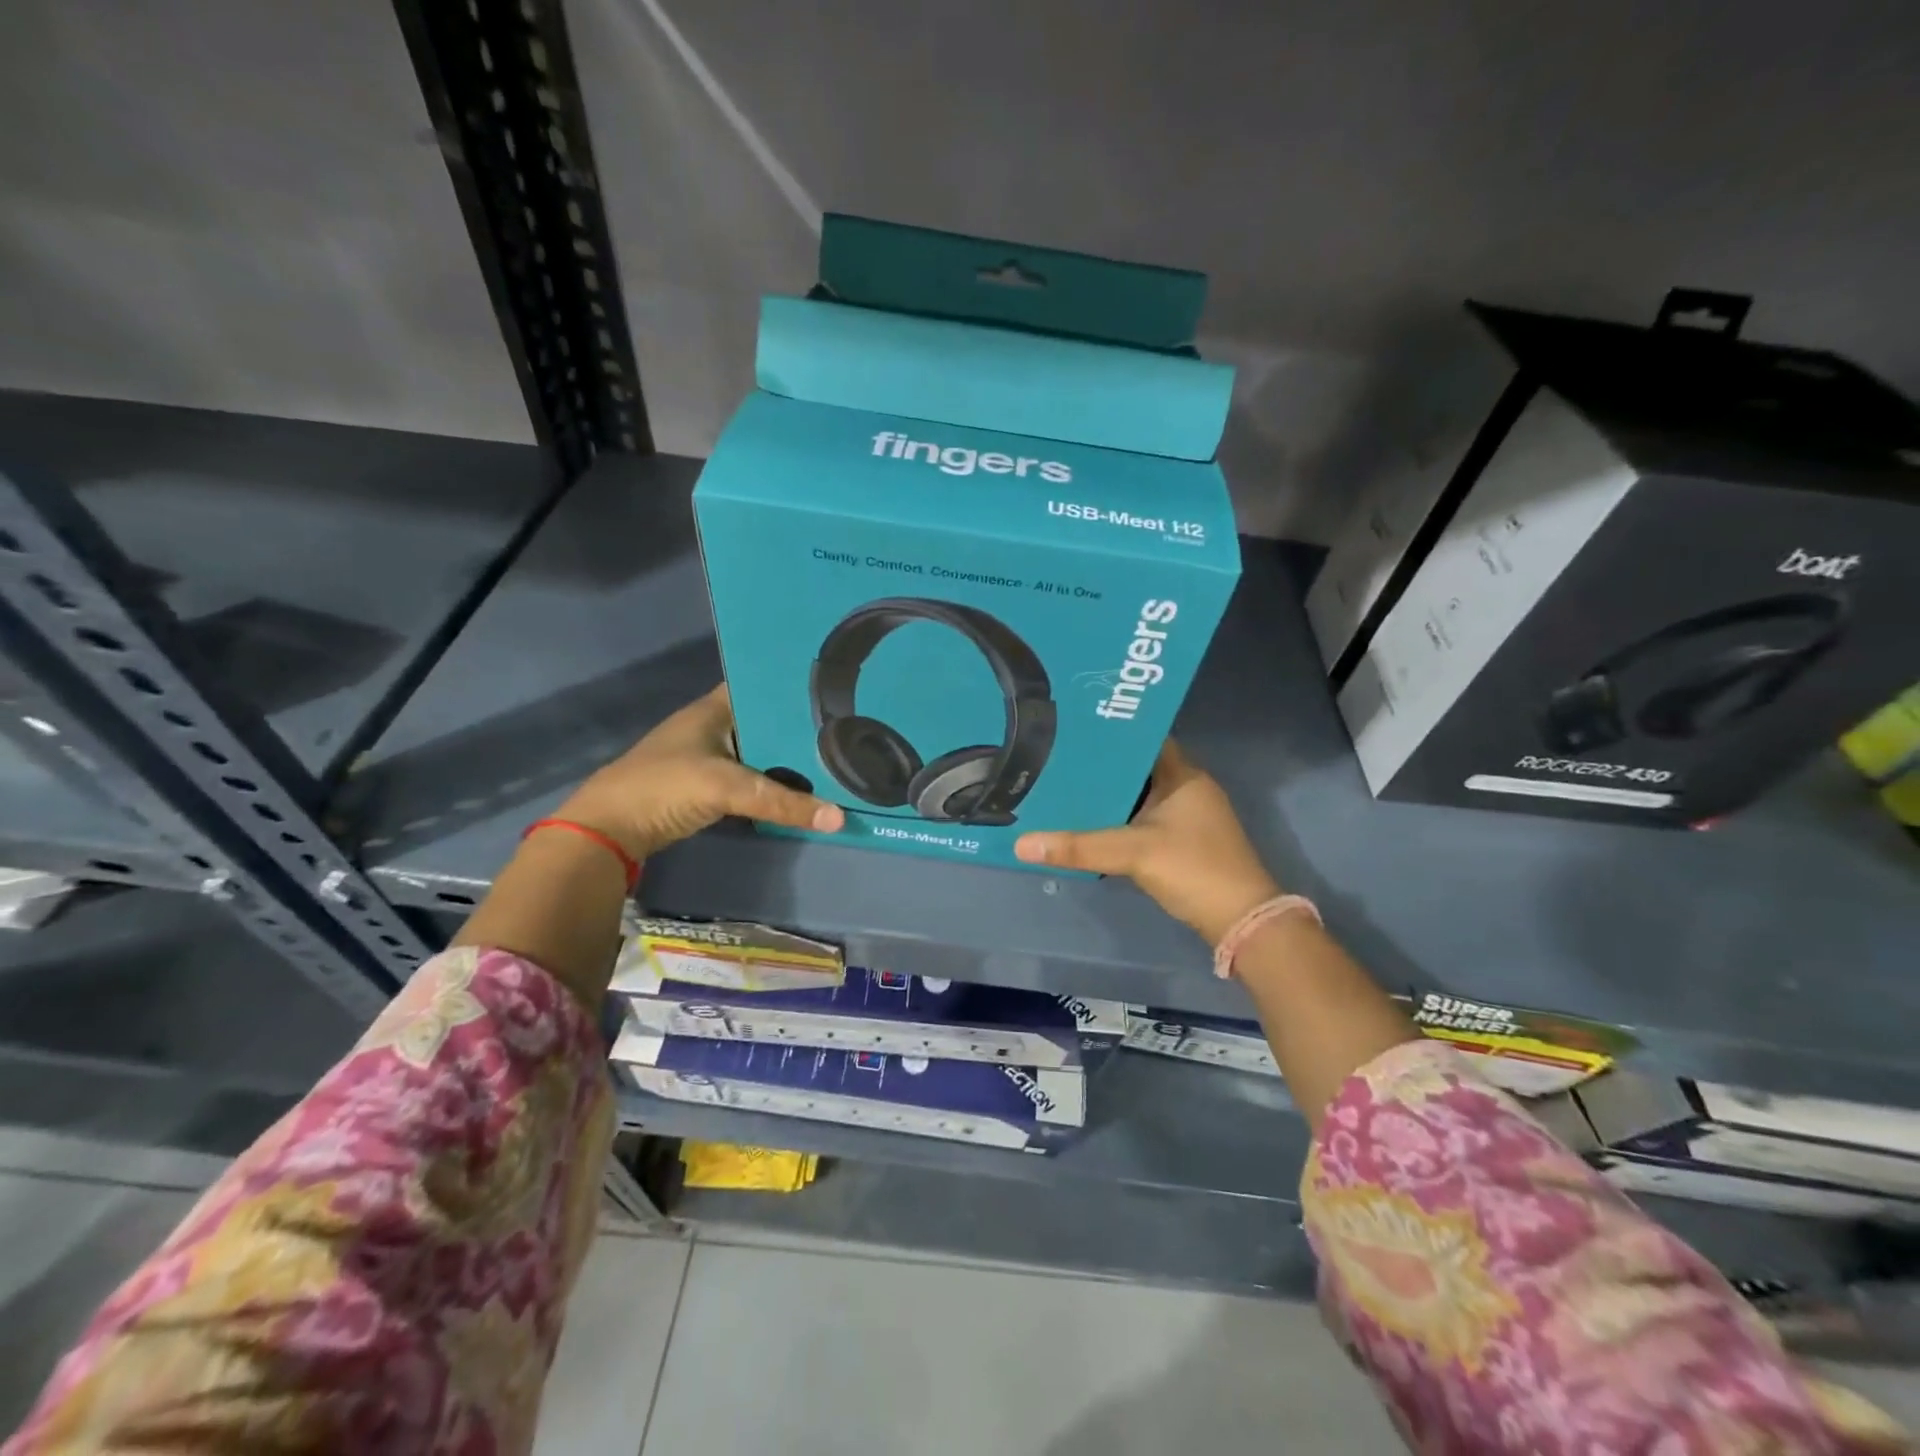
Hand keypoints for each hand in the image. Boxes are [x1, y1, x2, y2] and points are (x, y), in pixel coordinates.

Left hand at [555, 684, 842, 860]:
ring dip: (787, 759)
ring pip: (759, 752)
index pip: (759, 685)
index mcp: (713, 709)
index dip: (790, 686)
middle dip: (798, 728)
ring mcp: (708, 757)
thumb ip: (782, 802)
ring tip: (835, 757)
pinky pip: (750, 779)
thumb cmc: (665, 787)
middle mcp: (712, 727)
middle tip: (847, 729)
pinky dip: (772, 783)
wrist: (608, 830)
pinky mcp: (706, 787)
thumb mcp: (727, 788)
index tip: (832, 689)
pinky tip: (801, 789)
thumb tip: (838, 817)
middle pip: (764, 722)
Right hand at [1015, 739, 1278, 944]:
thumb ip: (1079, 847)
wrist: (1241, 921)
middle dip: (1101, 767)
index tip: (1073, 730)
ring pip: (1140, 796)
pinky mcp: (1183, 843)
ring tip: (1064, 787)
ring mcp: (1187, 817)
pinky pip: (1143, 820)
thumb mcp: (1132, 853)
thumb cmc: (1193, 869)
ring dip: (1109, 796)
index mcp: (1183, 775)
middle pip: (1137, 768)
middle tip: (1058, 760)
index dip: (1111, 733)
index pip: (1144, 738)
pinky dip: (1119, 820)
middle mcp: (1187, 789)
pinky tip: (1089, 824)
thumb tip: (1021, 843)